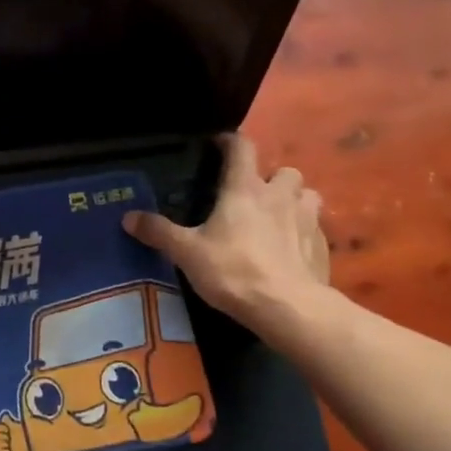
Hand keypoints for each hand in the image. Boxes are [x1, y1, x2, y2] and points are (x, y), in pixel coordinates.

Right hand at [124, 134, 332, 325]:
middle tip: (252, 195)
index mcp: (245, 189)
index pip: (242, 148)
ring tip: (277, 218)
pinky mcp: (323, 247)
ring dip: (294, 201)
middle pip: (284, 171)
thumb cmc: (234, 271)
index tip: (217, 146)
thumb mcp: (187, 253)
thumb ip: (159, 232)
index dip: (229, 142)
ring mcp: (307, 220)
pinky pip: (315, 228)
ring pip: (307, 196)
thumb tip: (128, 217)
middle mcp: (280, 196)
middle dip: (271, 178)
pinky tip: (290, 251)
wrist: (289, 309)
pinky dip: (304, 232)